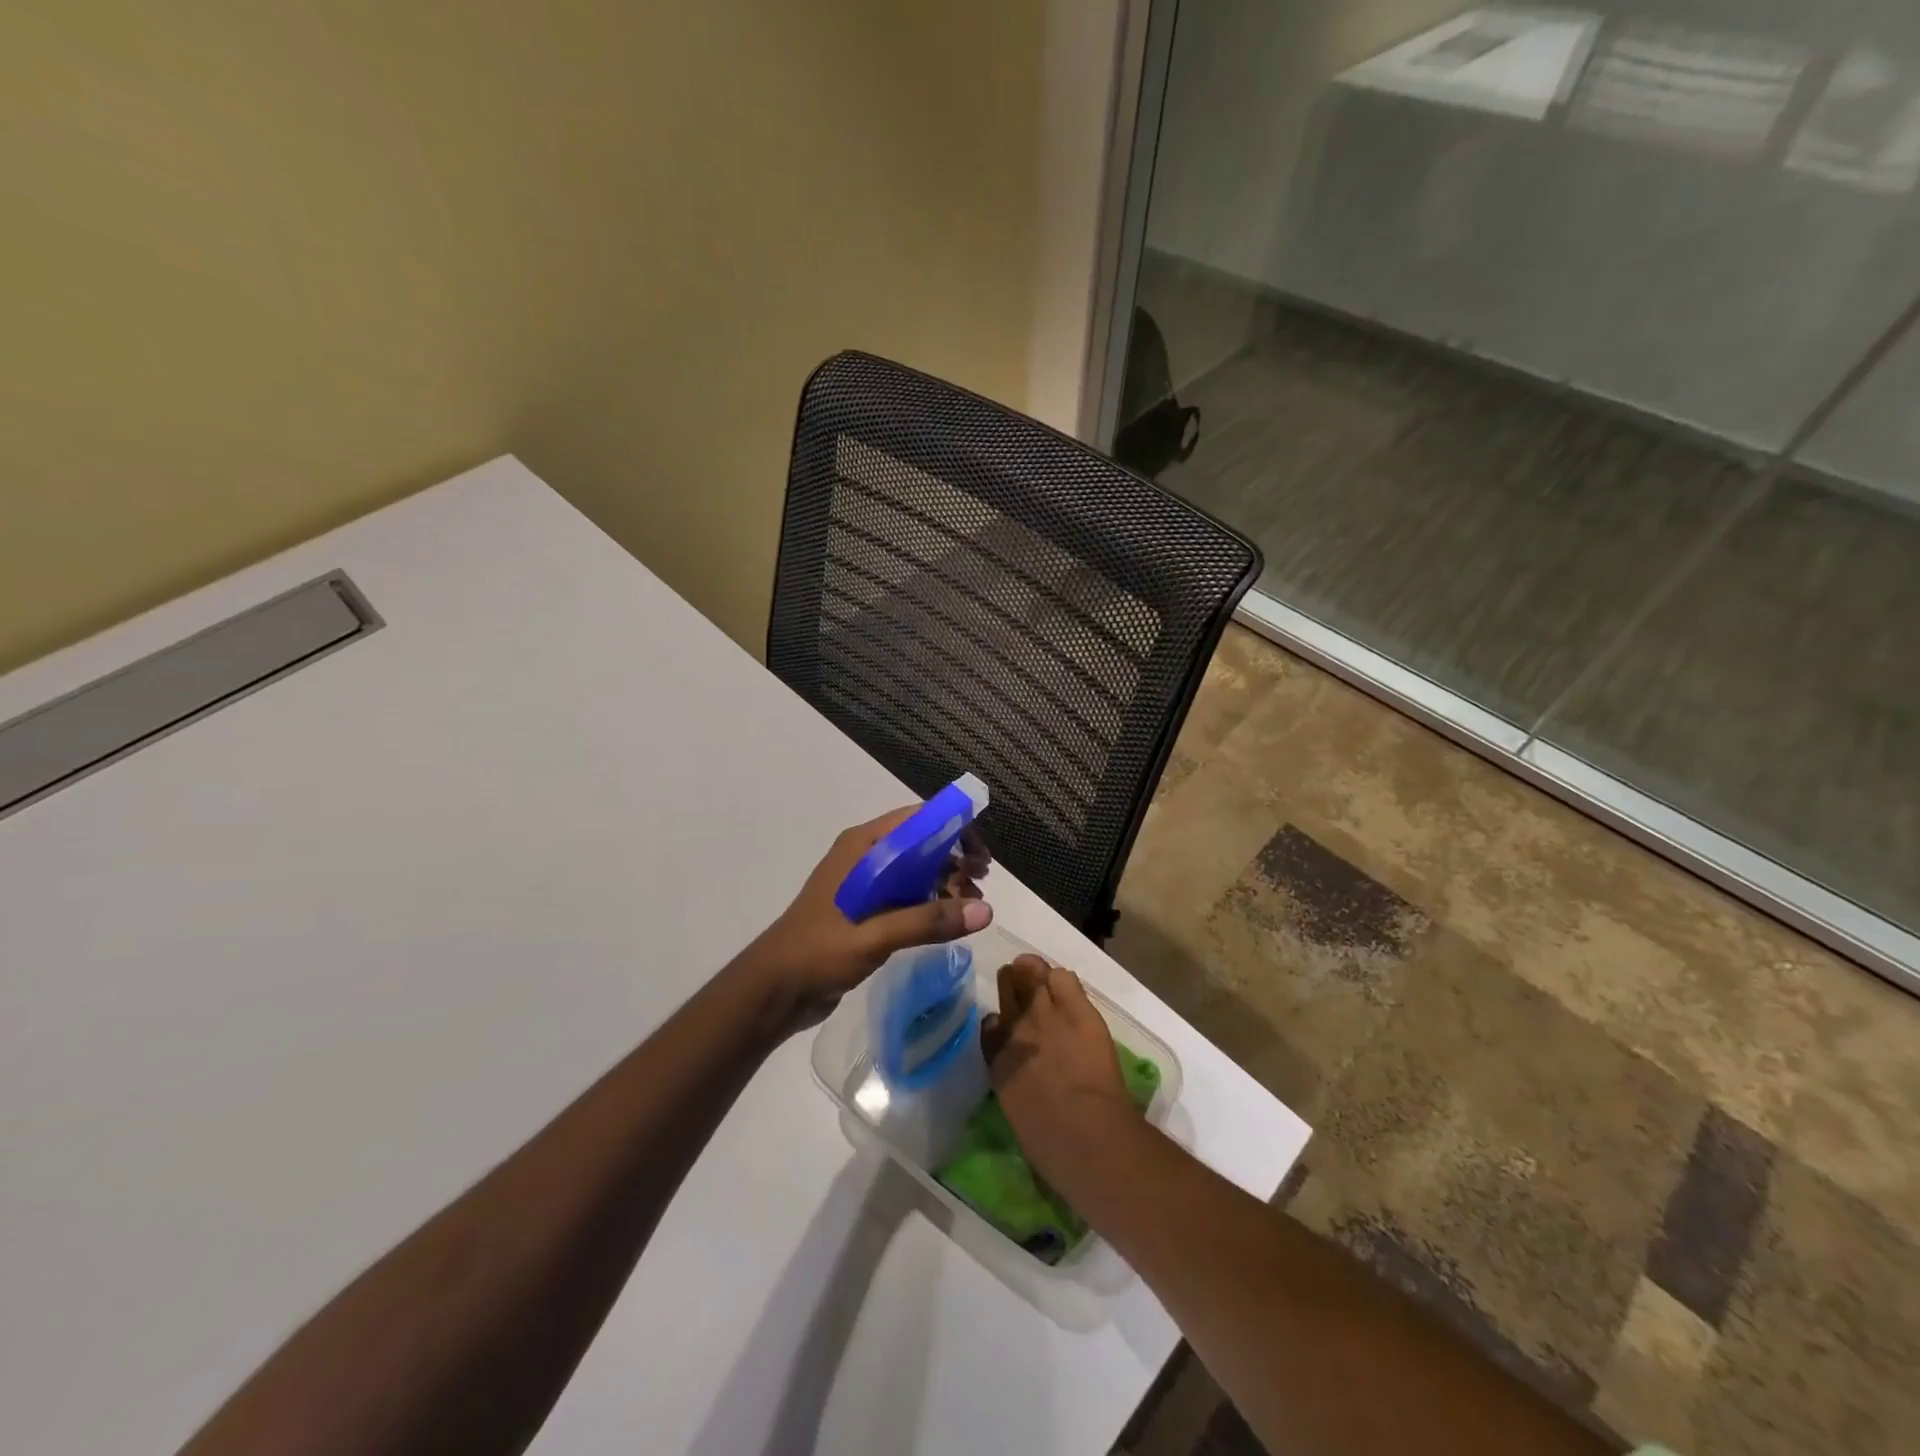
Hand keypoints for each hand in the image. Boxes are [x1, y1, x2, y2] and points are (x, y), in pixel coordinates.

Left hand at [736, 805, 991, 1034]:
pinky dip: (931, 903)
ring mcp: (865, 885)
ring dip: (945, 883)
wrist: (772, 992)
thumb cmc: (817, 953)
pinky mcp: (866, 911)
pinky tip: (949, 921)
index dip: (955, 829)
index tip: (982, 856)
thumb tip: (986, 911)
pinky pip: (907, 896)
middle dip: (955, 860)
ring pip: (917, 871)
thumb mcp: (874, 936)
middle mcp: (866, 858)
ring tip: (971, 907)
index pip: (918, 820)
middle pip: (922, 844)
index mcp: (863, 847)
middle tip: (980, 885)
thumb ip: (928, 921)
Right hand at [980, 955, 1141, 1203]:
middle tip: (1022, 987)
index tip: (1006, 1025)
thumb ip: (1012, 1080)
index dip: (1000, 1021)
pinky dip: (1061, 980)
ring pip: (1033, 973)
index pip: (990, 1024)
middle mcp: (1015, 1028)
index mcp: (997, 1060)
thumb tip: (1018, 1071)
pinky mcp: (1077, 1009)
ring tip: (1041, 977)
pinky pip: (1062, 977)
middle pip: (1007, 987)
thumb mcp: (1017, 1110)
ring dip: (1034, 973)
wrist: (1084, 1133)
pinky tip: (1066, 990)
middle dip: (1012, 984)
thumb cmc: (1049, 1142)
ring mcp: (1045, 1014)